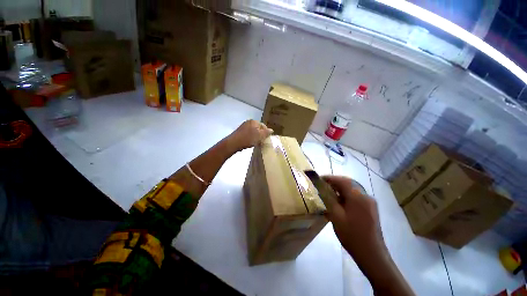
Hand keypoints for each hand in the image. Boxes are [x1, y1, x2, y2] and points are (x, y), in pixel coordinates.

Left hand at [228, 120, 272, 150]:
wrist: (233, 143)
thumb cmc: (248, 139)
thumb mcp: (260, 136)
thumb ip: (266, 132)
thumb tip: (271, 130)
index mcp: (254, 121)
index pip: (264, 126)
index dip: (266, 133)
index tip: (266, 139)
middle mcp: (249, 122)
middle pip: (258, 128)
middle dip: (261, 135)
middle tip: (261, 142)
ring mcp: (243, 126)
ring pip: (253, 131)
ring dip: (255, 137)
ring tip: (256, 143)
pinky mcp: (240, 132)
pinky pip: (248, 134)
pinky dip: (250, 138)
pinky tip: (249, 142)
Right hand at [322, 176, 385, 259]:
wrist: (371, 254)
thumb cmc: (351, 235)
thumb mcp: (336, 216)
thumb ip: (329, 199)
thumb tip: (321, 188)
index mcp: (358, 197)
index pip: (342, 180)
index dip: (330, 178)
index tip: (319, 179)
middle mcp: (365, 196)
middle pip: (348, 183)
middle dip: (335, 182)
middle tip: (323, 184)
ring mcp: (369, 202)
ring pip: (352, 189)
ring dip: (340, 187)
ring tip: (329, 191)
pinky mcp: (370, 208)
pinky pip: (356, 195)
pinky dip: (346, 194)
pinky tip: (339, 200)